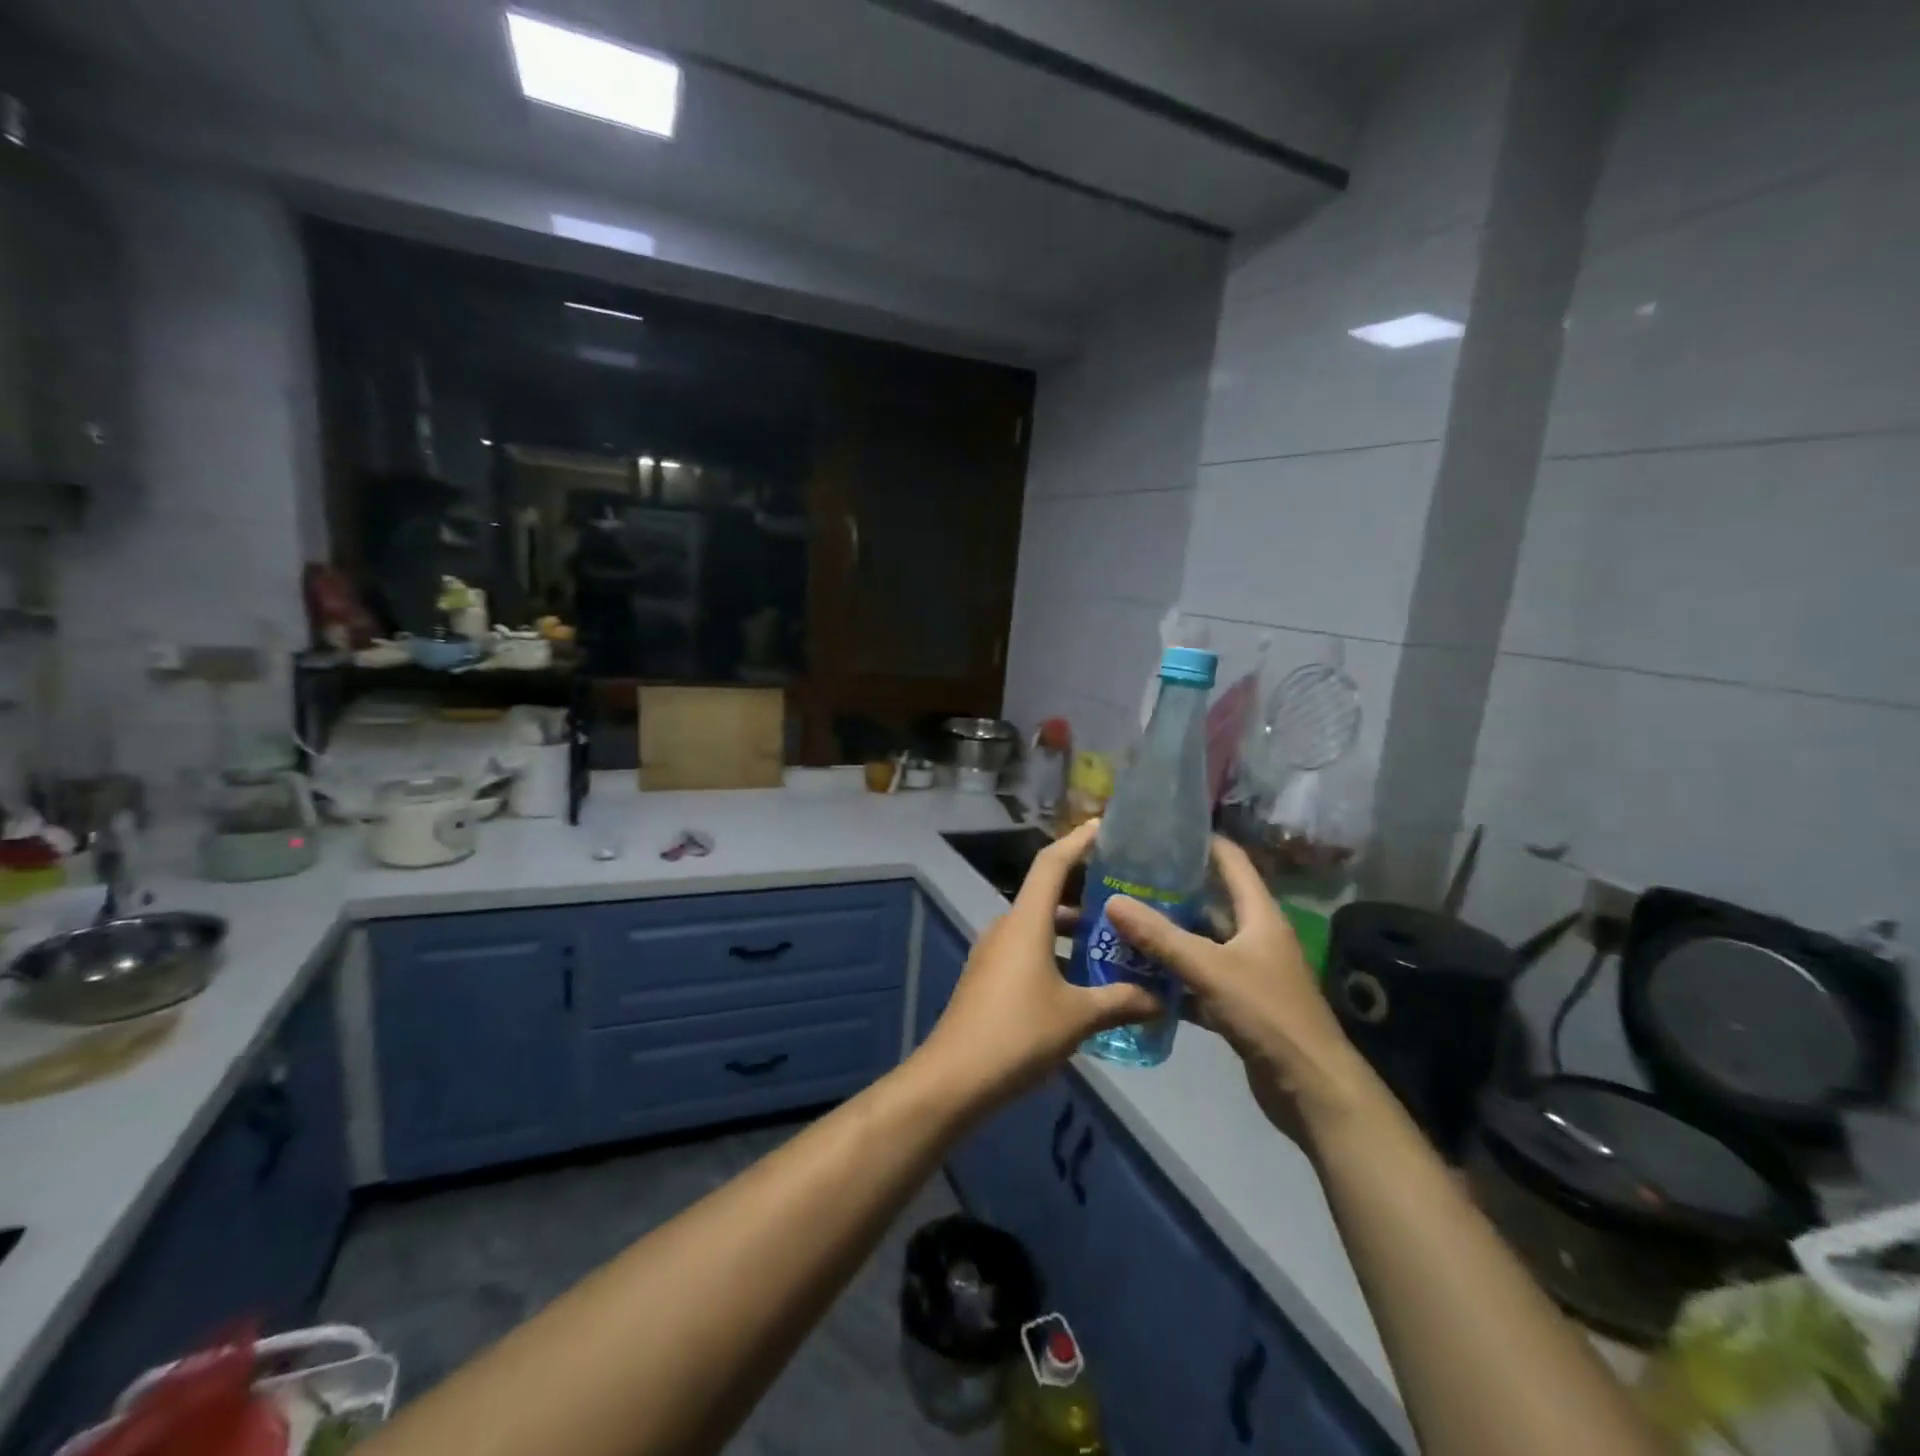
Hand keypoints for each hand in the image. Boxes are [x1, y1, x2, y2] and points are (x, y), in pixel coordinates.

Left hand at [920, 819, 1158, 1108]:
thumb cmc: (1018, 1033)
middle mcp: (1007, 927)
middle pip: (1047, 895)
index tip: (1103, 827)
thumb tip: (1160, 999)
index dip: (1077, 841)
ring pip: (1038, 926)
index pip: (1051, 863)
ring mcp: (993, 953)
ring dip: (1071, 930)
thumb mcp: (1077, 1017)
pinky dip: (1055, 952)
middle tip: (1125, 898)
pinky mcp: (988, 977)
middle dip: (1084, 894)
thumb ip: (1120, 1001)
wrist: (955, 1077)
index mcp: (1026, 921)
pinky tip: (1082, 979)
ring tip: (1112, 942)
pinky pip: (1027, 950)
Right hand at [1105, 838, 1367, 1137]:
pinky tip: (1136, 974)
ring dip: (1166, 936)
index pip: (1232, 861)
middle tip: (1125, 878)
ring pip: (1200, 943)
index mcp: (1259, 914)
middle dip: (1170, 890)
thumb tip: (1112, 900)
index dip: (1202, 841)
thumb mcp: (1210, 969)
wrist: (1310, 1088)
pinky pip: (1197, 980)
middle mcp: (1254, 936)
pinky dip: (1171, 977)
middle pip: (1209, 902)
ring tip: (1121, 920)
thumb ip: (1160, 937)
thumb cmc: (1268, 1014)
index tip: (1160, 829)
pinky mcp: (1237, 1004)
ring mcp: (1246, 972)